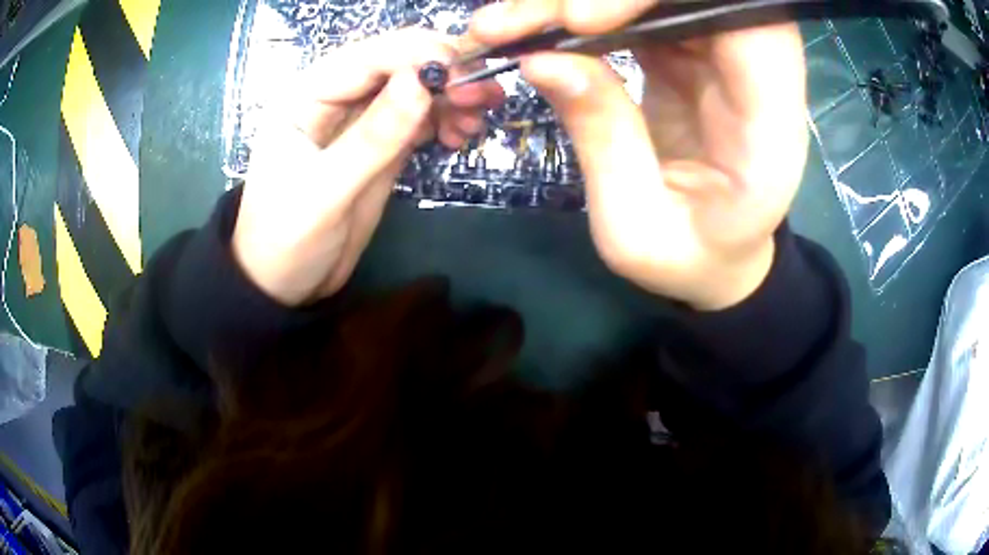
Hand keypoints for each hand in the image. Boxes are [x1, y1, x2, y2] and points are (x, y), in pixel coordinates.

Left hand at [233, 29, 503, 305]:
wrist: (285, 284)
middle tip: (484, 93)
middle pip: (396, 66)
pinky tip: (462, 133)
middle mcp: (334, 99)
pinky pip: (420, 119)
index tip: (461, 69)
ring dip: (451, 95)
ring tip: (479, 117)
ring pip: (414, 90)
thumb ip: (372, 138)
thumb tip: (422, 82)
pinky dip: (446, 118)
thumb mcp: (324, 192)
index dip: (415, 54)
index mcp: (305, 97)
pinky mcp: (381, 145)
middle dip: (443, 72)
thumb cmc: (285, 240)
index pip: (365, 58)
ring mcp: (360, 121)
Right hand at [470, 1, 808, 309]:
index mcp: (769, 126)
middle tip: (513, 21)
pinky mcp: (688, 53)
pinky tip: (532, 28)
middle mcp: (756, 78)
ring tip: (503, 25)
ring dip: (575, 1)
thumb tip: (540, 57)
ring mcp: (720, 59)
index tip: (579, 19)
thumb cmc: (689, 258)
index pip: (744, 23)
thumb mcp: (635, 224)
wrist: (718, 258)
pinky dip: (580, 11)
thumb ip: (601, 137)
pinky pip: (638, 10)